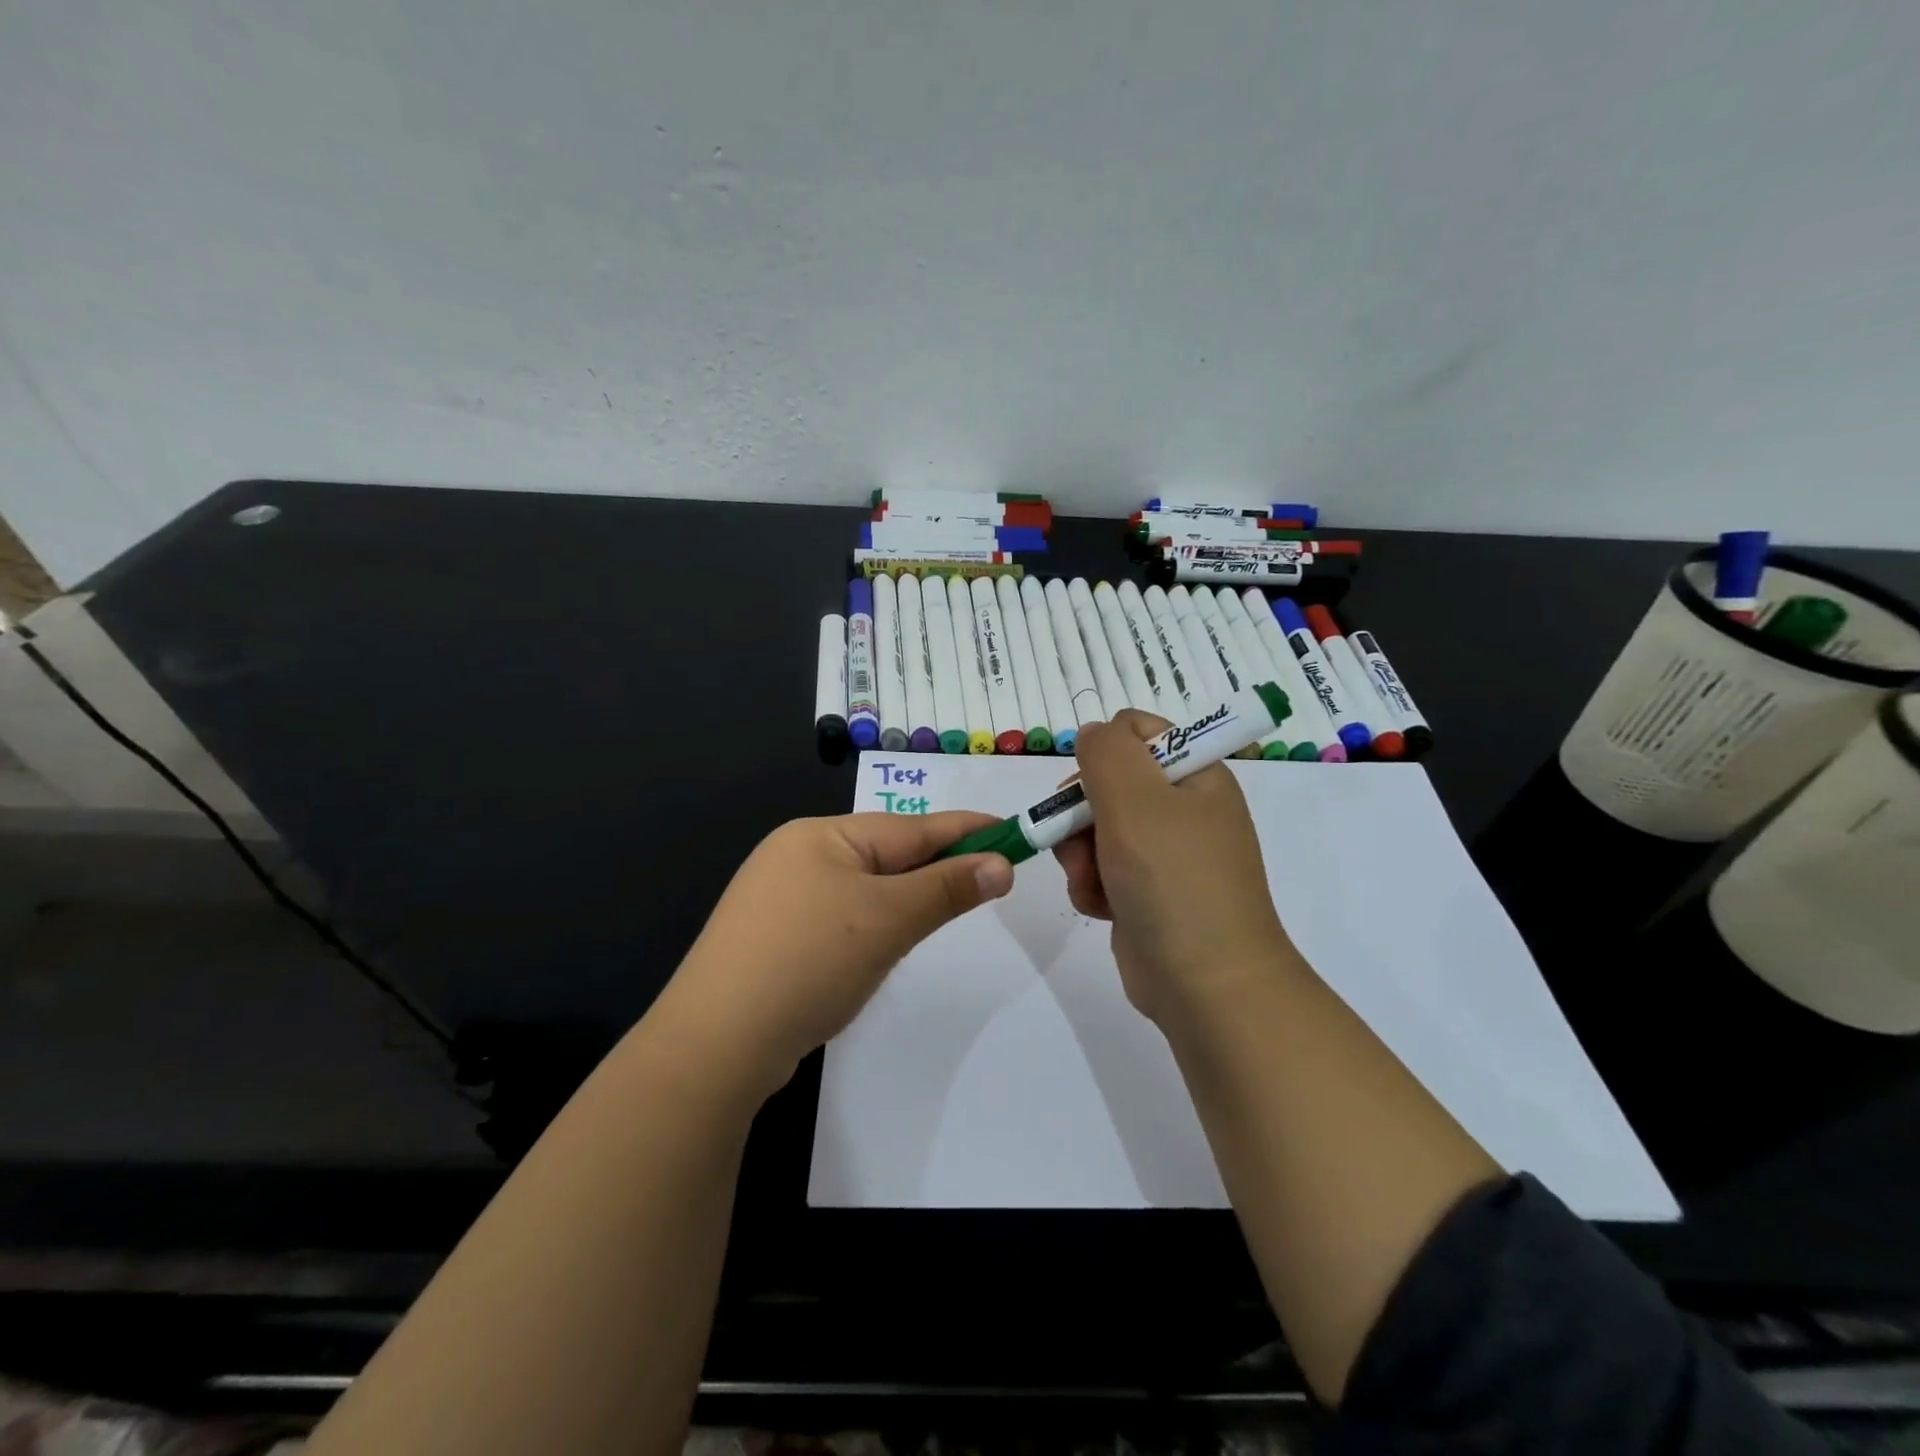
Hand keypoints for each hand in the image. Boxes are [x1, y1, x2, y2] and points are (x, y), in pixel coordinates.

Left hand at [654, 812, 1014, 1100]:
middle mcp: (797, 856)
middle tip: (989, 877)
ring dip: (906, 900)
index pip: (911, 828)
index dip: (965, 830)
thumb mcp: (888, 919)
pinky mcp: (773, 940)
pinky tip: (884, 944)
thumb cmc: (809, 961)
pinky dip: (873, 925)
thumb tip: (1001, 865)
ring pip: (865, 890)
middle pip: (887, 855)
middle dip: (937, 867)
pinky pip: (841, 918)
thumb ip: (947, 888)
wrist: (716, 1044)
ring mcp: (780, 900)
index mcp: (821, 836)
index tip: (1011, 830)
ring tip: (945, 908)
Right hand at [1053, 711, 1292, 1024]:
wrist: (1205, 985)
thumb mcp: (1136, 799)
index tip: (1092, 784)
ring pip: (1095, 829)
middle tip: (1081, 839)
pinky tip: (1100, 907)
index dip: (1105, 752)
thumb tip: (1094, 734)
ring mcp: (1164, 854)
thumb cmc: (1173, 880)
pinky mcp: (1145, 892)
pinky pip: (1101, 869)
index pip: (1138, 731)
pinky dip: (1092, 885)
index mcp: (1195, 775)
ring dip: (1081, 854)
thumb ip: (1106, 751)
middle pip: (1107, 783)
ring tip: (1094, 882)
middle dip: (1082, 812)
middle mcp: (1183, 809)